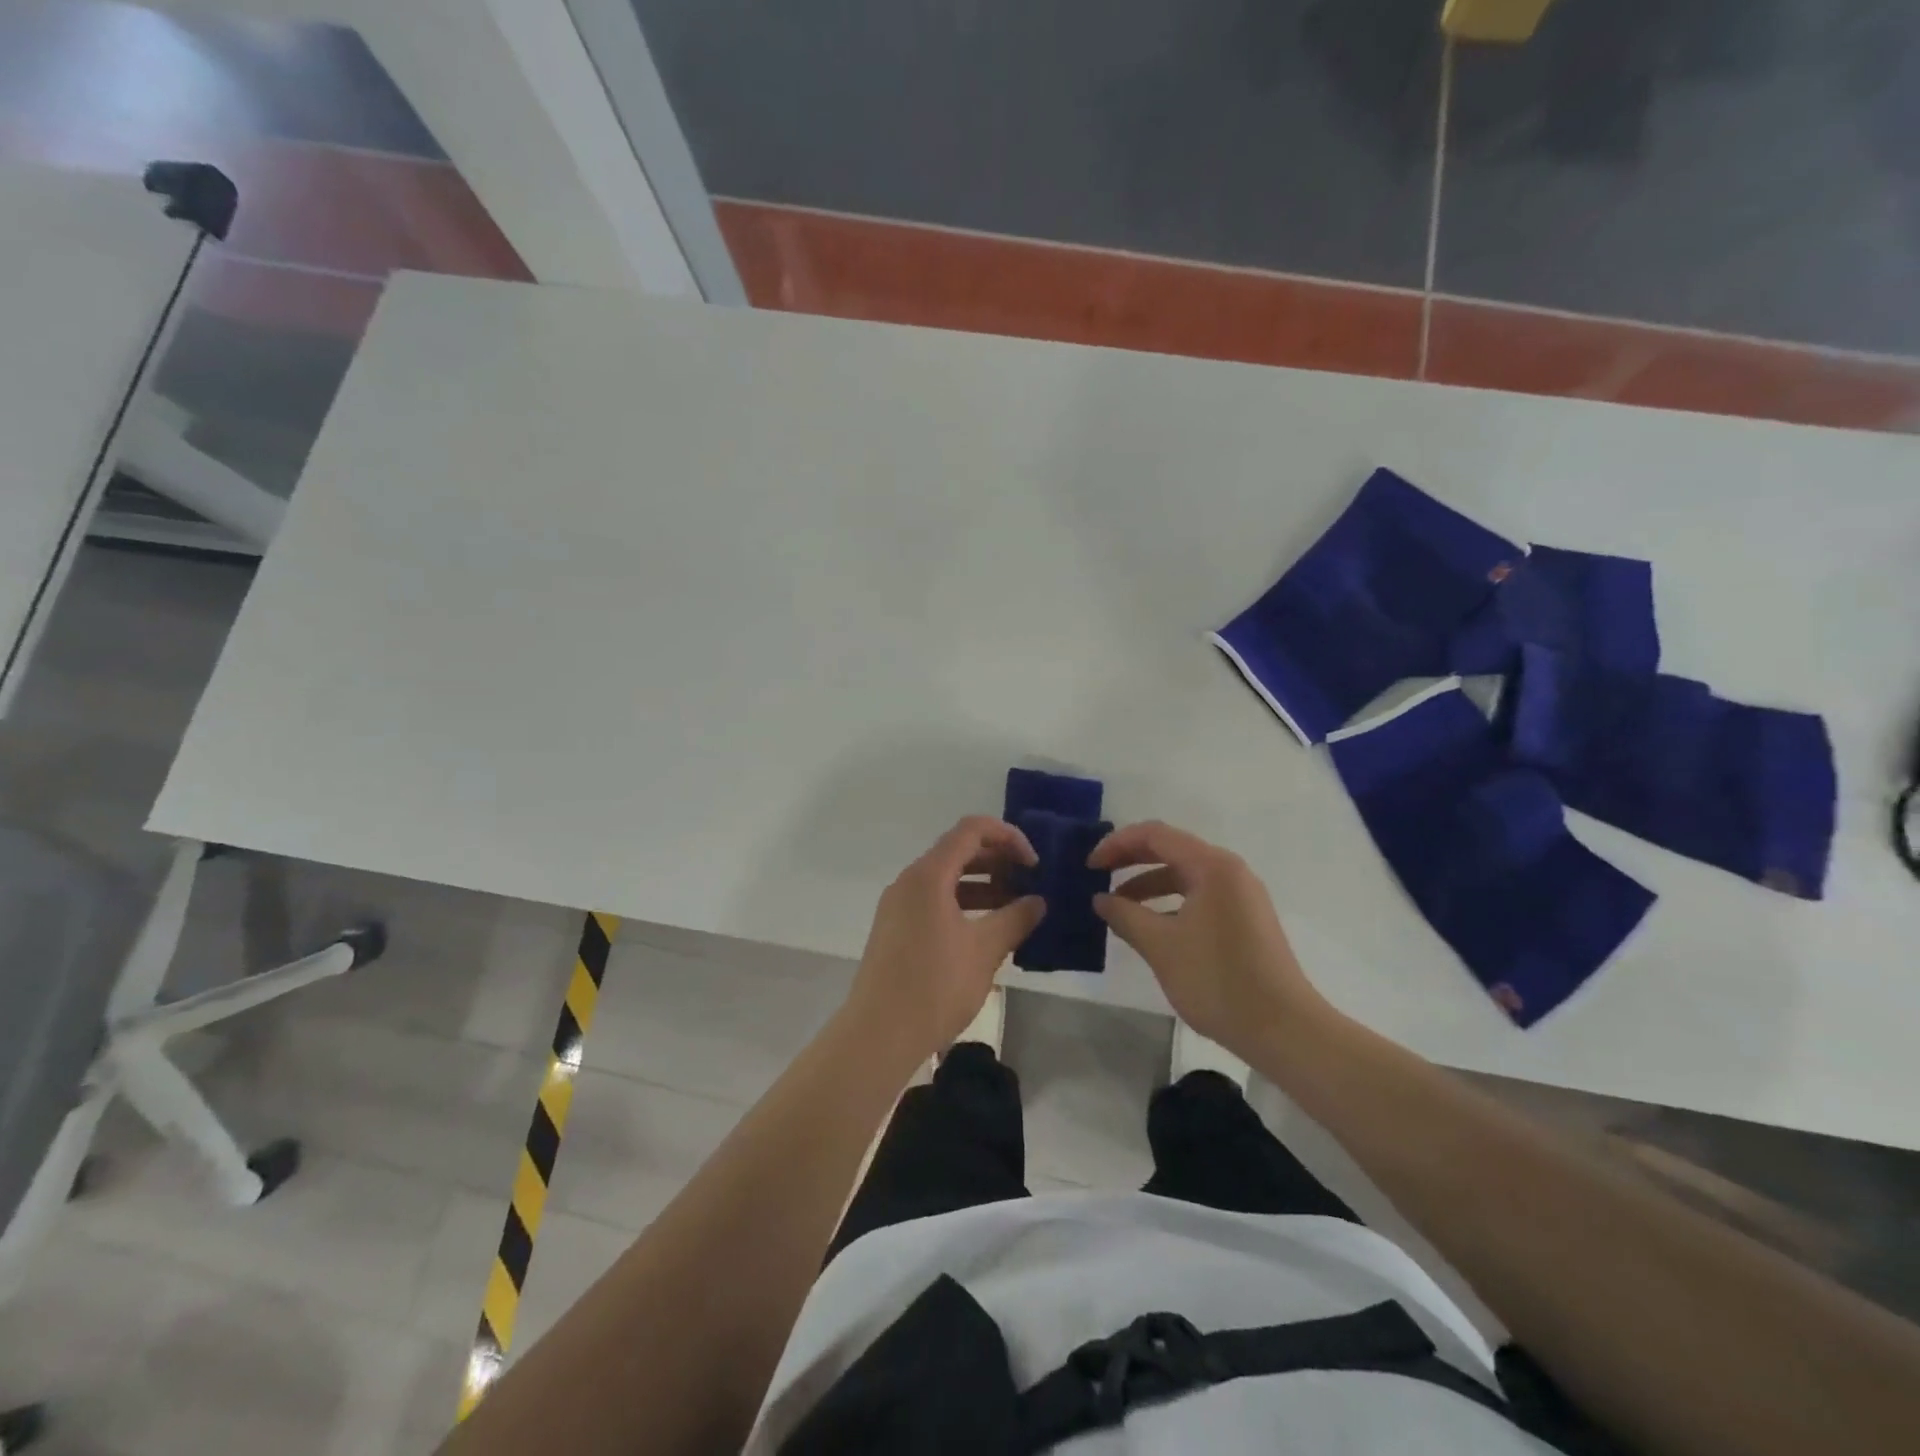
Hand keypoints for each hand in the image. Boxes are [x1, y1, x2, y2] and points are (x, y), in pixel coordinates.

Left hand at [846, 817, 1045, 1067]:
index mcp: (929, 875)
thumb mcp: (985, 950)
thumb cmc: (934, 986)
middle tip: (1030, 883)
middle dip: (998, 861)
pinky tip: (988, 928)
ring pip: (946, 878)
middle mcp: (910, 880)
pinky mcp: (896, 928)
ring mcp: (899, 904)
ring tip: (1016, 907)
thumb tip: (1038, 902)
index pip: (972, 830)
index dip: (1008, 837)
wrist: (878, 1034)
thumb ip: (1015, 919)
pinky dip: (964, 903)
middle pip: (958, 851)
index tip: (1034, 863)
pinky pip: (934, 900)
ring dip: (983, 884)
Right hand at [1090, 821, 1325, 1058]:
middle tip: (1097, 876)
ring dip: (1148, 885)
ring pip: (1185, 876)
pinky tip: (1150, 927)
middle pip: (1171, 850)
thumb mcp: (1160, 946)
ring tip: (1118, 907)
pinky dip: (1170, 903)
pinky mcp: (1246, 919)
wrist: (1283, 1029)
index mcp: (1212, 866)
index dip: (1117, 844)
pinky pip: (1199, 896)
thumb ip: (1125, 915)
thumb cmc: (1218, 980)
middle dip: (1131, 860)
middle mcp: (1230, 871)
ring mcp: (1241, 895)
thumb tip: (1101, 899)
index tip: (1089, 865)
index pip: (1155, 835)